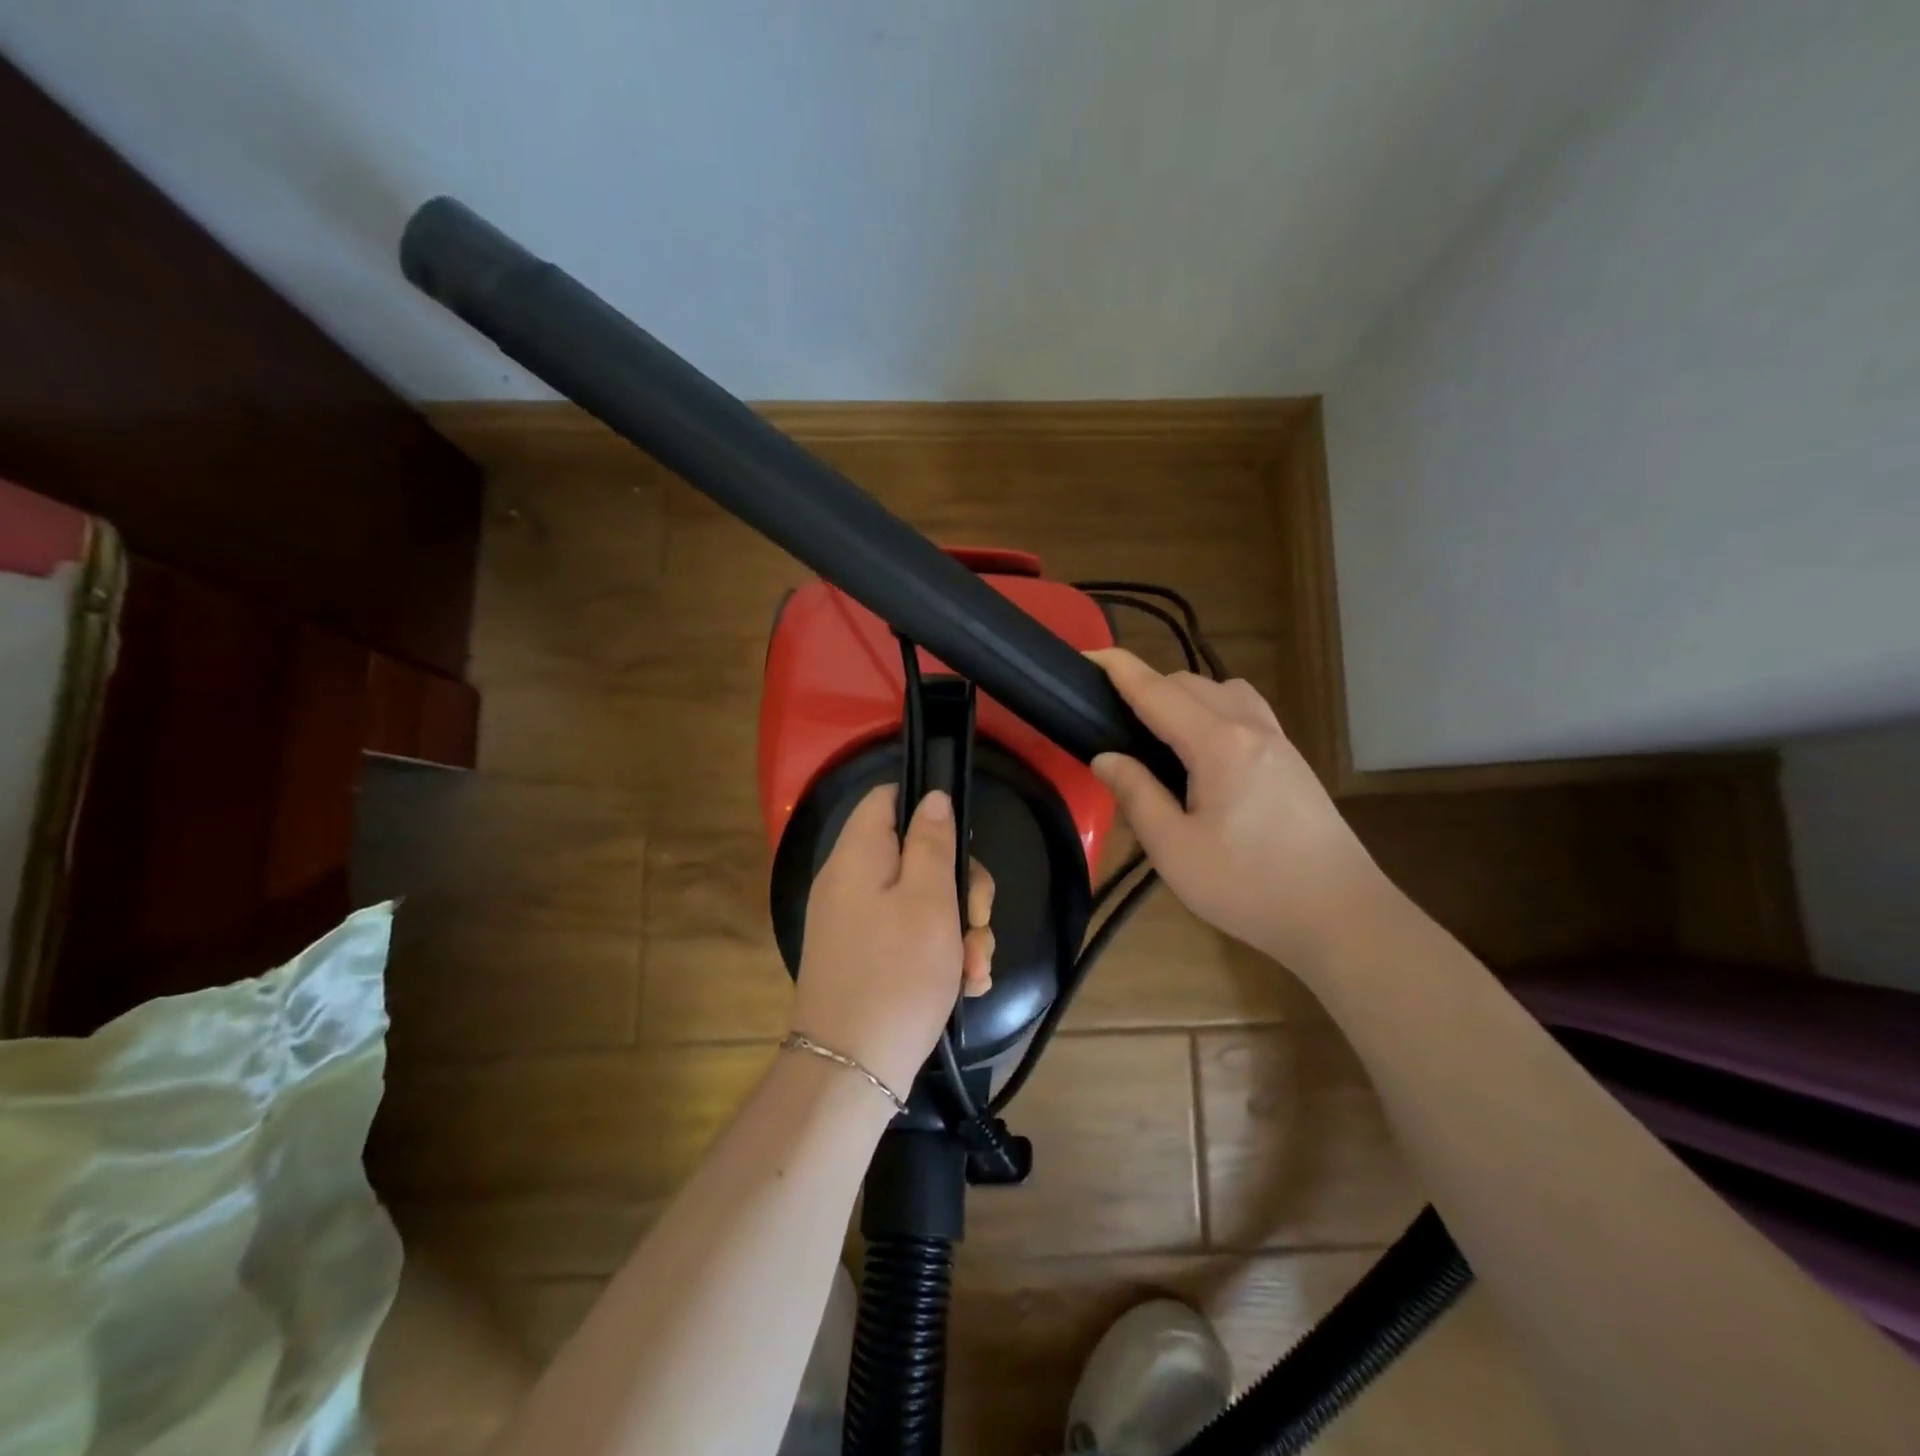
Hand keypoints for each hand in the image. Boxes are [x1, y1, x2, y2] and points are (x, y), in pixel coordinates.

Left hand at [791, 784, 993, 1095]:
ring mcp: (857, 922)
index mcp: (858, 855)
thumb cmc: (898, 974)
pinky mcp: (866, 957)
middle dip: (960, 886)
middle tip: (977, 919)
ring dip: (959, 929)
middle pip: (916, 854)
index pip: (887, 798)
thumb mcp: (929, 900)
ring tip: (975, 967)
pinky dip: (940, 954)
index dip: (927, 807)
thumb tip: (932, 797)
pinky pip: (909, 936)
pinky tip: (966, 985)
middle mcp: (851, 882)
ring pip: (922, 901)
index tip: (962, 842)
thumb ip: (932, 842)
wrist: (852, 1070)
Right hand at [1087, 648, 1385, 970]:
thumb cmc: (1249, 885)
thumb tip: (1105, 758)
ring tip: (1159, 732)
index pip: (1157, 691)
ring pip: (1223, 691)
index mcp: (1218, 743)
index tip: (1087, 654)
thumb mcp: (1174, 849)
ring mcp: (1278, 741)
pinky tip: (1204, 751)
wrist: (1341, 915)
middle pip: (1190, 683)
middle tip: (1113, 719)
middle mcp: (1251, 727)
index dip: (1119, 669)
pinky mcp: (1292, 761)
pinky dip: (1213, 710)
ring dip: (1184, 695)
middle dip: (1147, 686)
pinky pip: (1245, 711)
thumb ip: (1136, 794)